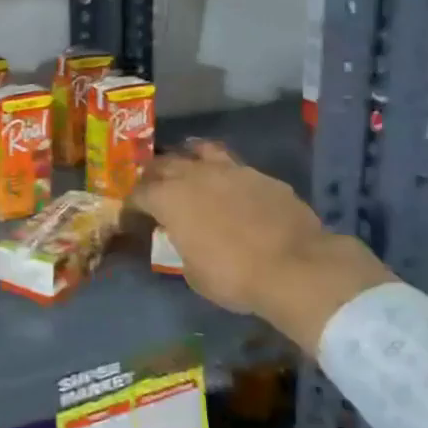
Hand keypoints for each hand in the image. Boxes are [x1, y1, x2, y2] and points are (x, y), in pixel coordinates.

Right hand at [130, 142, 397, 352]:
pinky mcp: (261, 175)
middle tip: (153, 186)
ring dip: (188, 158)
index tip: (132, 215)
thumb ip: (182, 246)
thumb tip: (184, 239)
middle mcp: (195, 175)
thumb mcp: (193, 272)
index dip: (132, 204)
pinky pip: (234, 167)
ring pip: (200, 151)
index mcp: (169, 199)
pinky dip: (225, 174)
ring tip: (187, 167)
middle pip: (164, 164)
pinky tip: (230, 187)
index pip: (139, 194)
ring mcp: (230, 170)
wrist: (295, 266)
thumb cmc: (233, 276)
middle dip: (154, 174)